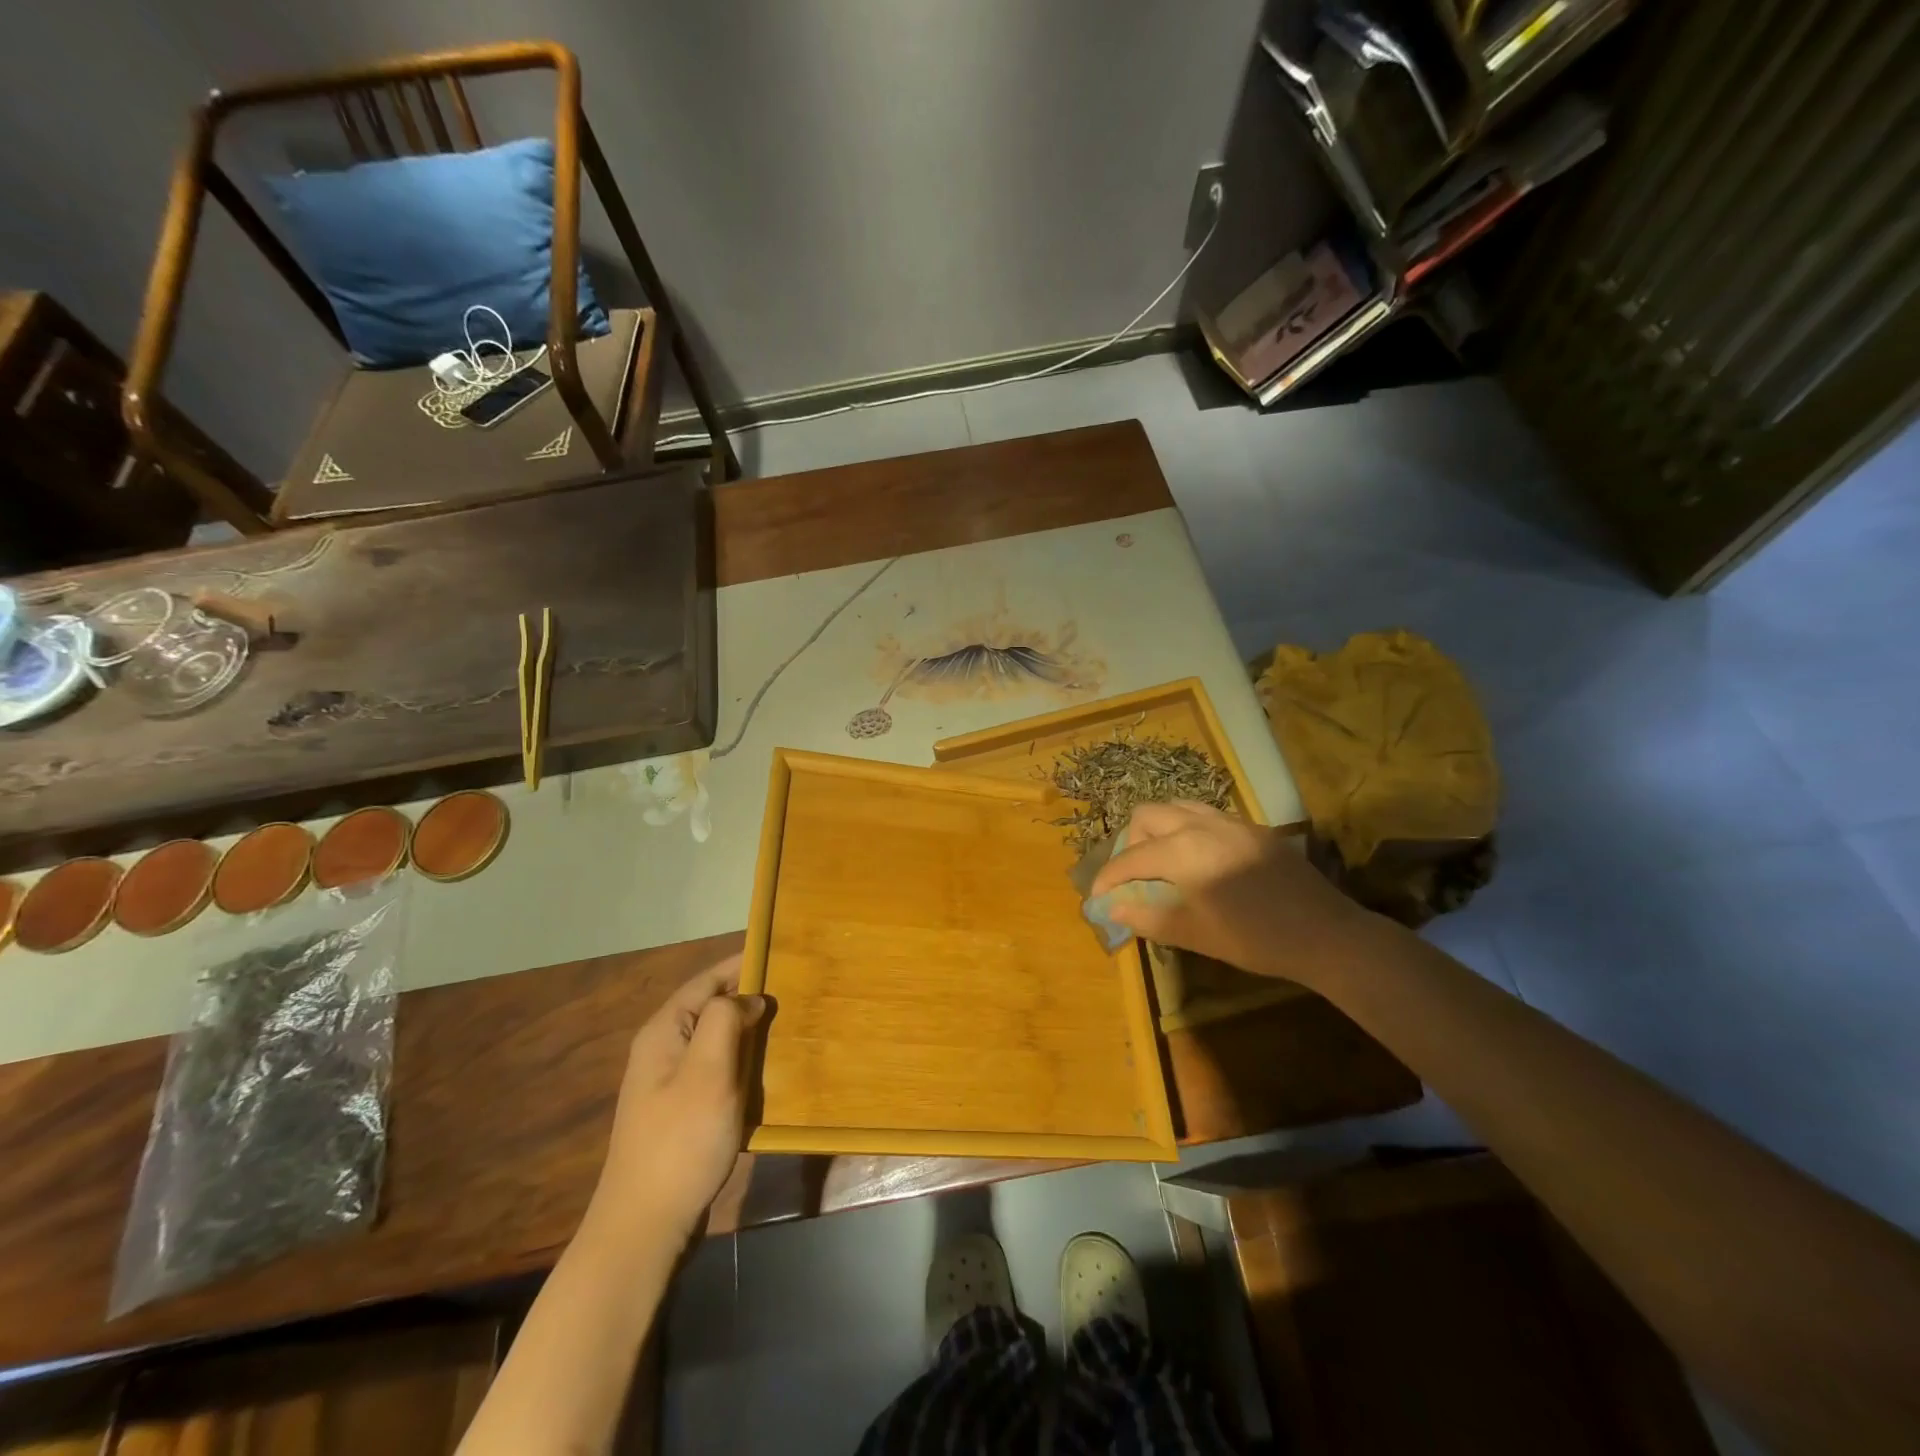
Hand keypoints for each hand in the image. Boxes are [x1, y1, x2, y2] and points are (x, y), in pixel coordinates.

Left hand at [588, 953, 767, 1243]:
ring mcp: (670, 1083)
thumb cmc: (681, 1140)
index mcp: (664, 1032)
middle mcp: (663, 1050)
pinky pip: (716, 1069)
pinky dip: (742, 1060)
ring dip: (747, 1029)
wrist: (645, 1225)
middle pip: (710, 1008)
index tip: (779, 953)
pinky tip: (766, 1069)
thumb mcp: (708, 1071)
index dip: (740, 964)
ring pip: (715, 1039)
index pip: (706, 981)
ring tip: (787, 1023)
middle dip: (748, 996)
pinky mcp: (681, 1111)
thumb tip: (748, 999)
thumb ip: (726, 1020)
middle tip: (792, 989)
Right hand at [1087, 801, 1368, 986]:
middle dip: (1130, 843)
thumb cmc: (1255, 938)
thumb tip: (1114, 909)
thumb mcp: (1195, 934)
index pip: (1130, 858)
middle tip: (1134, 877)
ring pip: (1177, 807)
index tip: (1097, 897)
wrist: (1326, 933)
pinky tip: (1199, 861)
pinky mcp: (1251, 828)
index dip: (1108, 877)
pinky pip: (1205, 815)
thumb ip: (1149, 918)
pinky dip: (1187, 830)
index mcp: (1183, 850)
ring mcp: (1229, 821)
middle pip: (1147, 815)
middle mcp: (1201, 824)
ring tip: (1162, 863)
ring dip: (1159, 830)